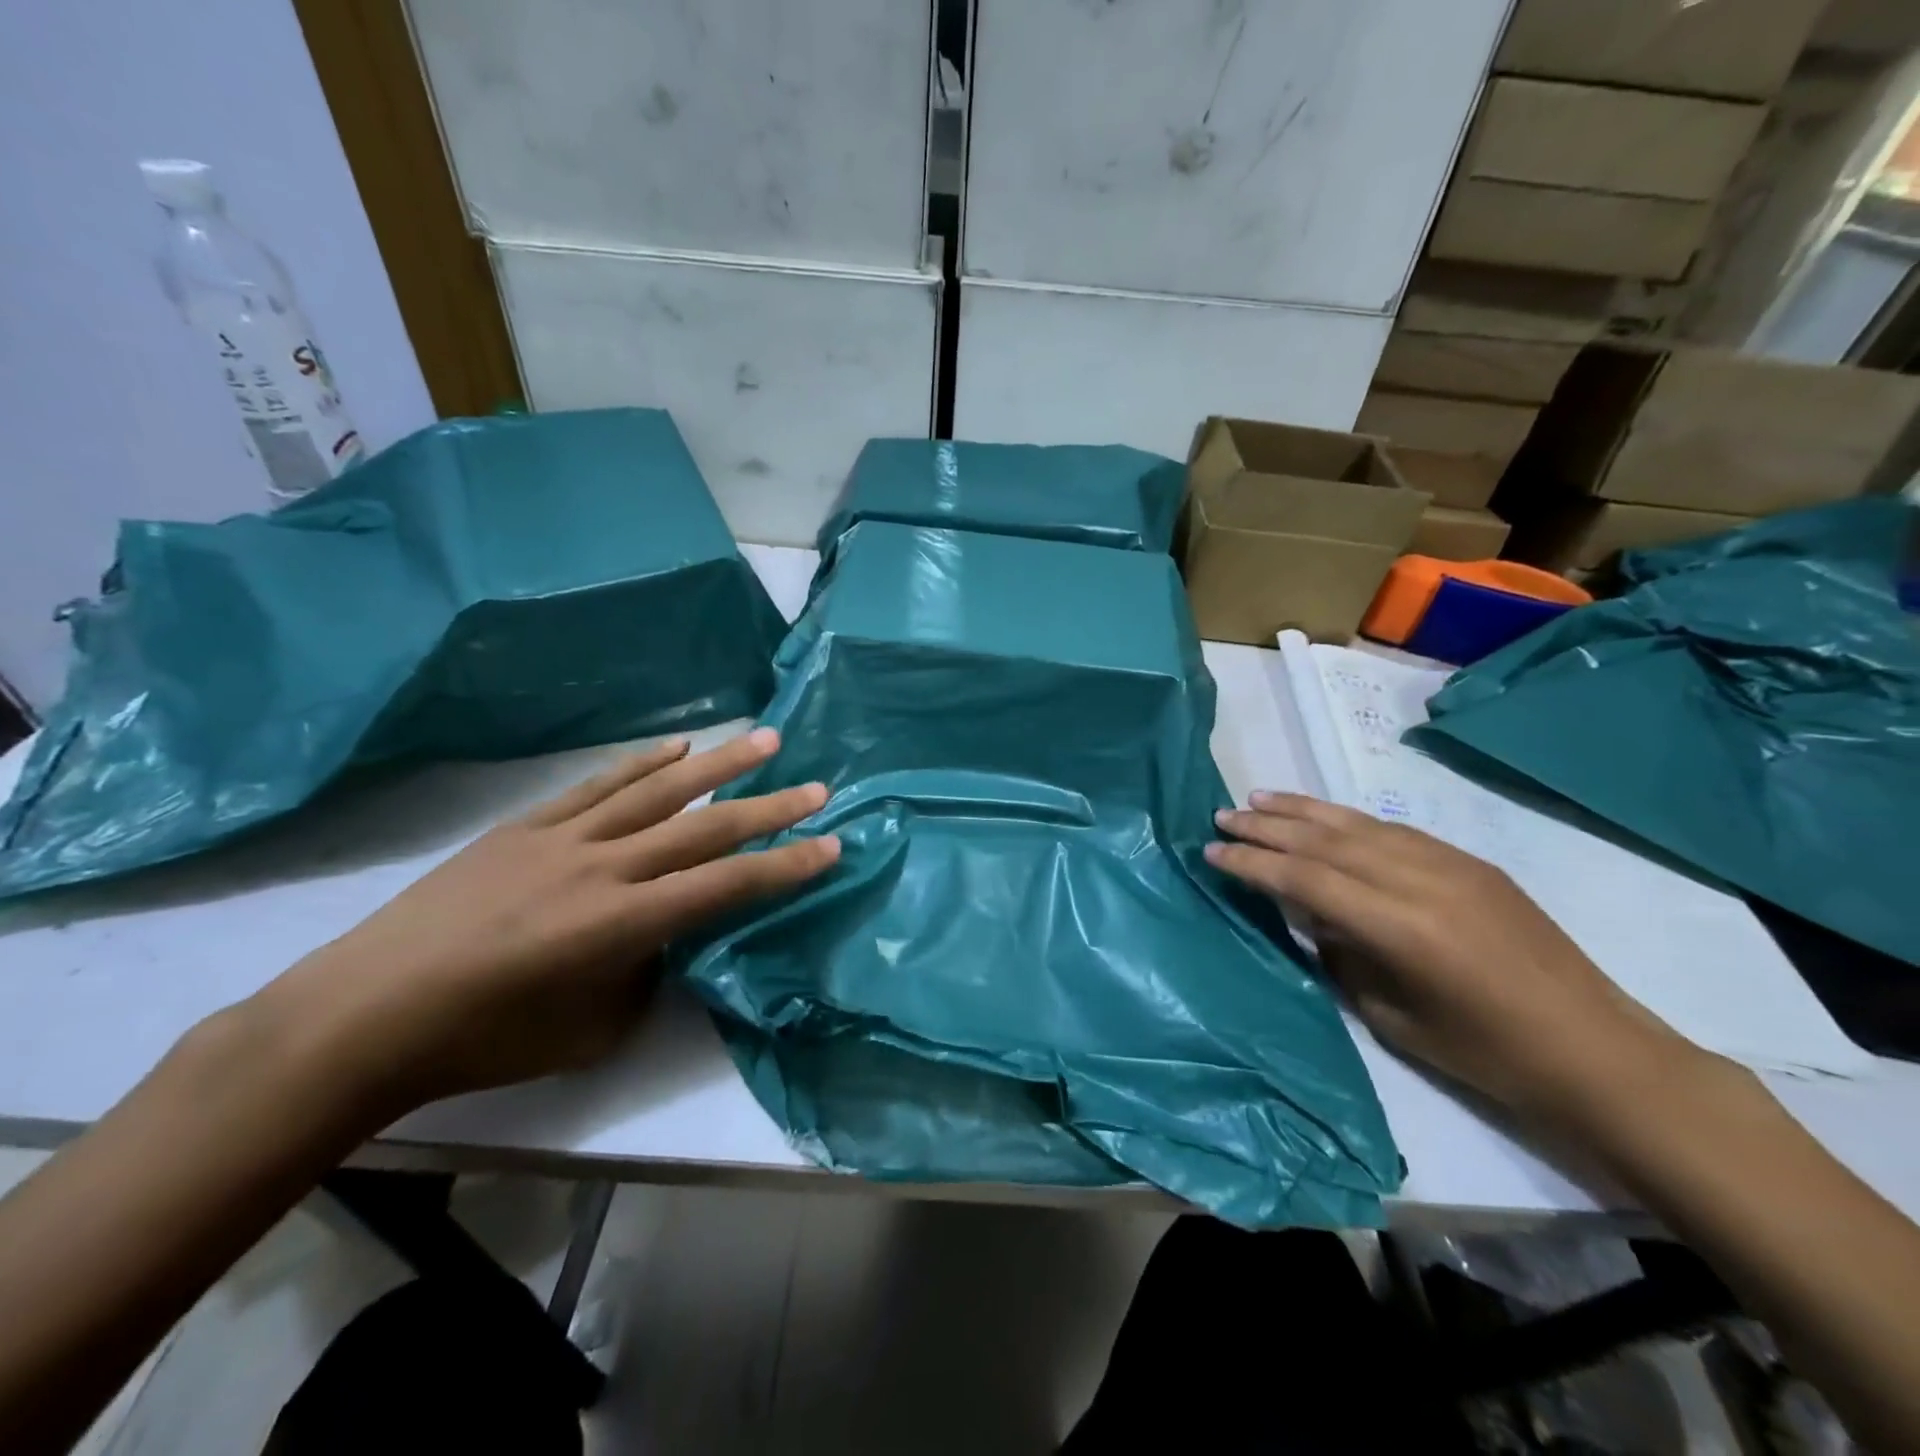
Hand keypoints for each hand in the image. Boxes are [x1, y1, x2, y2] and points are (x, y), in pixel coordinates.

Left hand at [251, 729, 837, 1118]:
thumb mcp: (593, 1029)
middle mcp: (604, 867)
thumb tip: (668, 935)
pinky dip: (642, 764)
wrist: (366, 1015)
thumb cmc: (486, 1041)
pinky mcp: (526, 826)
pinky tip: (677, 748)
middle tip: (818, 786)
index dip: (785, 866)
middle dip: (769, 808)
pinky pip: (598, 786)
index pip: (727, 886)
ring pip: (657, 791)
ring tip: (763, 739)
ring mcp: (563, 838)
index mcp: (623, 923)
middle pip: (704, 828)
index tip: (832, 845)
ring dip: (718, 764)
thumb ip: (647, 972)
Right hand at [1207, 793, 1698, 1127]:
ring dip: (1303, 811)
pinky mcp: (1470, 863)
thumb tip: (1311, 916)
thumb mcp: (1392, 1017)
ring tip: (1259, 800)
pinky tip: (1323, 817)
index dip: (1253, 863)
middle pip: (1325, 841)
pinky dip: (1347, 820)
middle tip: (1222, 817)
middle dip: (1267, 827)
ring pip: (1357, 824)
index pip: (1305, 878)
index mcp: (1401, 927)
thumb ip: (1342, 956)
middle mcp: (1421, 881)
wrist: (1598, 1053)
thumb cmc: (1487, 1055)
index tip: (1212, 853)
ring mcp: (1450, 865)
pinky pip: (1392, 830)